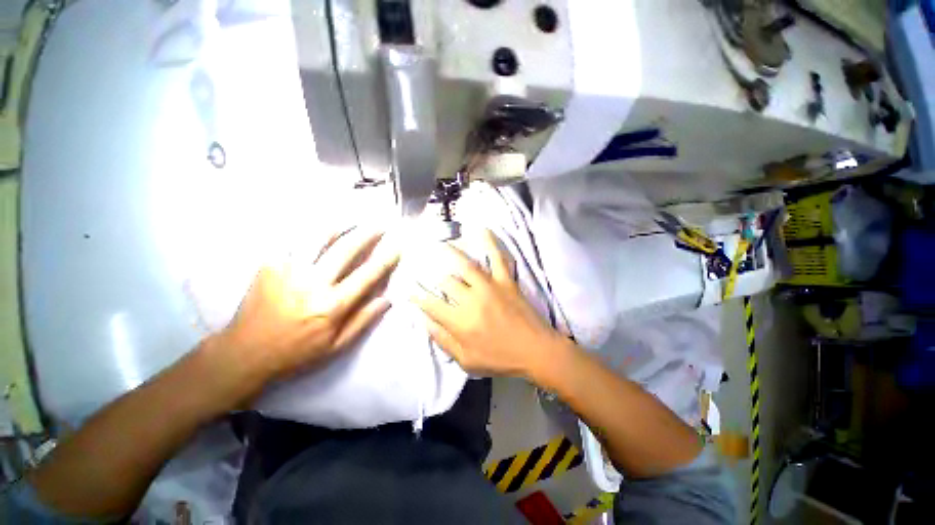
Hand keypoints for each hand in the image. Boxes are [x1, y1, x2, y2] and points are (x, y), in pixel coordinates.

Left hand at [209, 227, 399, 396]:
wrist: (245, 352)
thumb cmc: (296, 352)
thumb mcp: (336, 346)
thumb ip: (363, 320)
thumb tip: (387, 299)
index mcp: (332, 305)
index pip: (367, 275)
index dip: (385, 259)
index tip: (397, 247)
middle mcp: (312, 282)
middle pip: (346, 249)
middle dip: (367, 234)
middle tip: (380, 225)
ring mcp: (288, 270)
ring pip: (319, 237)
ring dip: (341, 225)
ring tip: (353, 219)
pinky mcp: (270, 264)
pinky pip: (295, 240)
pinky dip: (312, 231)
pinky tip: (322, 227)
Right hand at [410, 230, 561, 376]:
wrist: (536, 351)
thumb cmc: (500, 360)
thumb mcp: (467, 361)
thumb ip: (443, 340)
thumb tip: (424, 321)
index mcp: (460, 322)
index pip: (431, 305)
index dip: (417, 297)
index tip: (409, 290)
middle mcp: (471, 300)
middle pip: (445, 282)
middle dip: (433, 276)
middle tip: (427, 270)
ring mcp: (490, 287)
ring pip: (465, 265)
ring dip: (450, 252)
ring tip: (439, 244)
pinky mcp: (506, 281)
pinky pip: (498, 258)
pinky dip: (490, 242)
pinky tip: (482, 229)